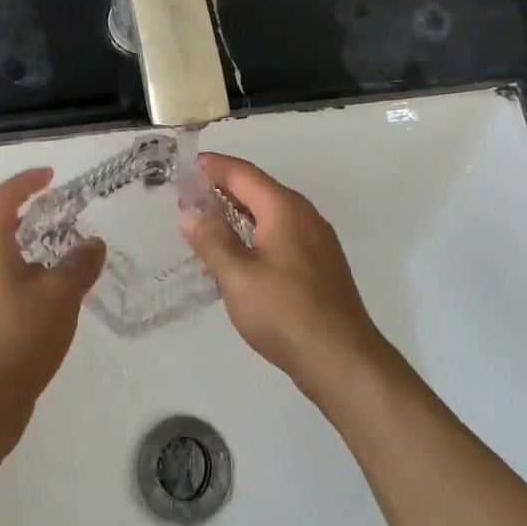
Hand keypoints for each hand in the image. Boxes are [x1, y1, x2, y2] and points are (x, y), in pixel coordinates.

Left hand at [0, 168, 105, 433]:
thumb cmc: (17, 336)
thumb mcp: (60, 294)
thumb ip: (79, 264)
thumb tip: (93, 244)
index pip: (2, 199)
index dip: (25, 181)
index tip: (51, 175)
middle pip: (2, 229)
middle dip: (34, 218)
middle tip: (67, 217)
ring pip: (8, 262)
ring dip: (37, 253)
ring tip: (71, 261)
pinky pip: (11, 290)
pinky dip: (35, 283)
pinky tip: (59, 303)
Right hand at [180, 154, 389, 396]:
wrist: (342, 359)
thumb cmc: (285, 313)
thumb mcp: (237, 276)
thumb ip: (211, 240)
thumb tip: (190, 210)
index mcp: (284, 208)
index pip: (242, 173)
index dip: (213, 167)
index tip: (184, 166)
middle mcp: (304, 215)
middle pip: (257, 189)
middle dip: (222, 189)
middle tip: (187, 197)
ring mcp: (316, 240)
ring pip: (269, 213)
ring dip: (237, 212)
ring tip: (205, 223)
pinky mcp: (319, 264)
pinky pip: (280, 233)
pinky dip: (254, 232)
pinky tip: (237, 253)